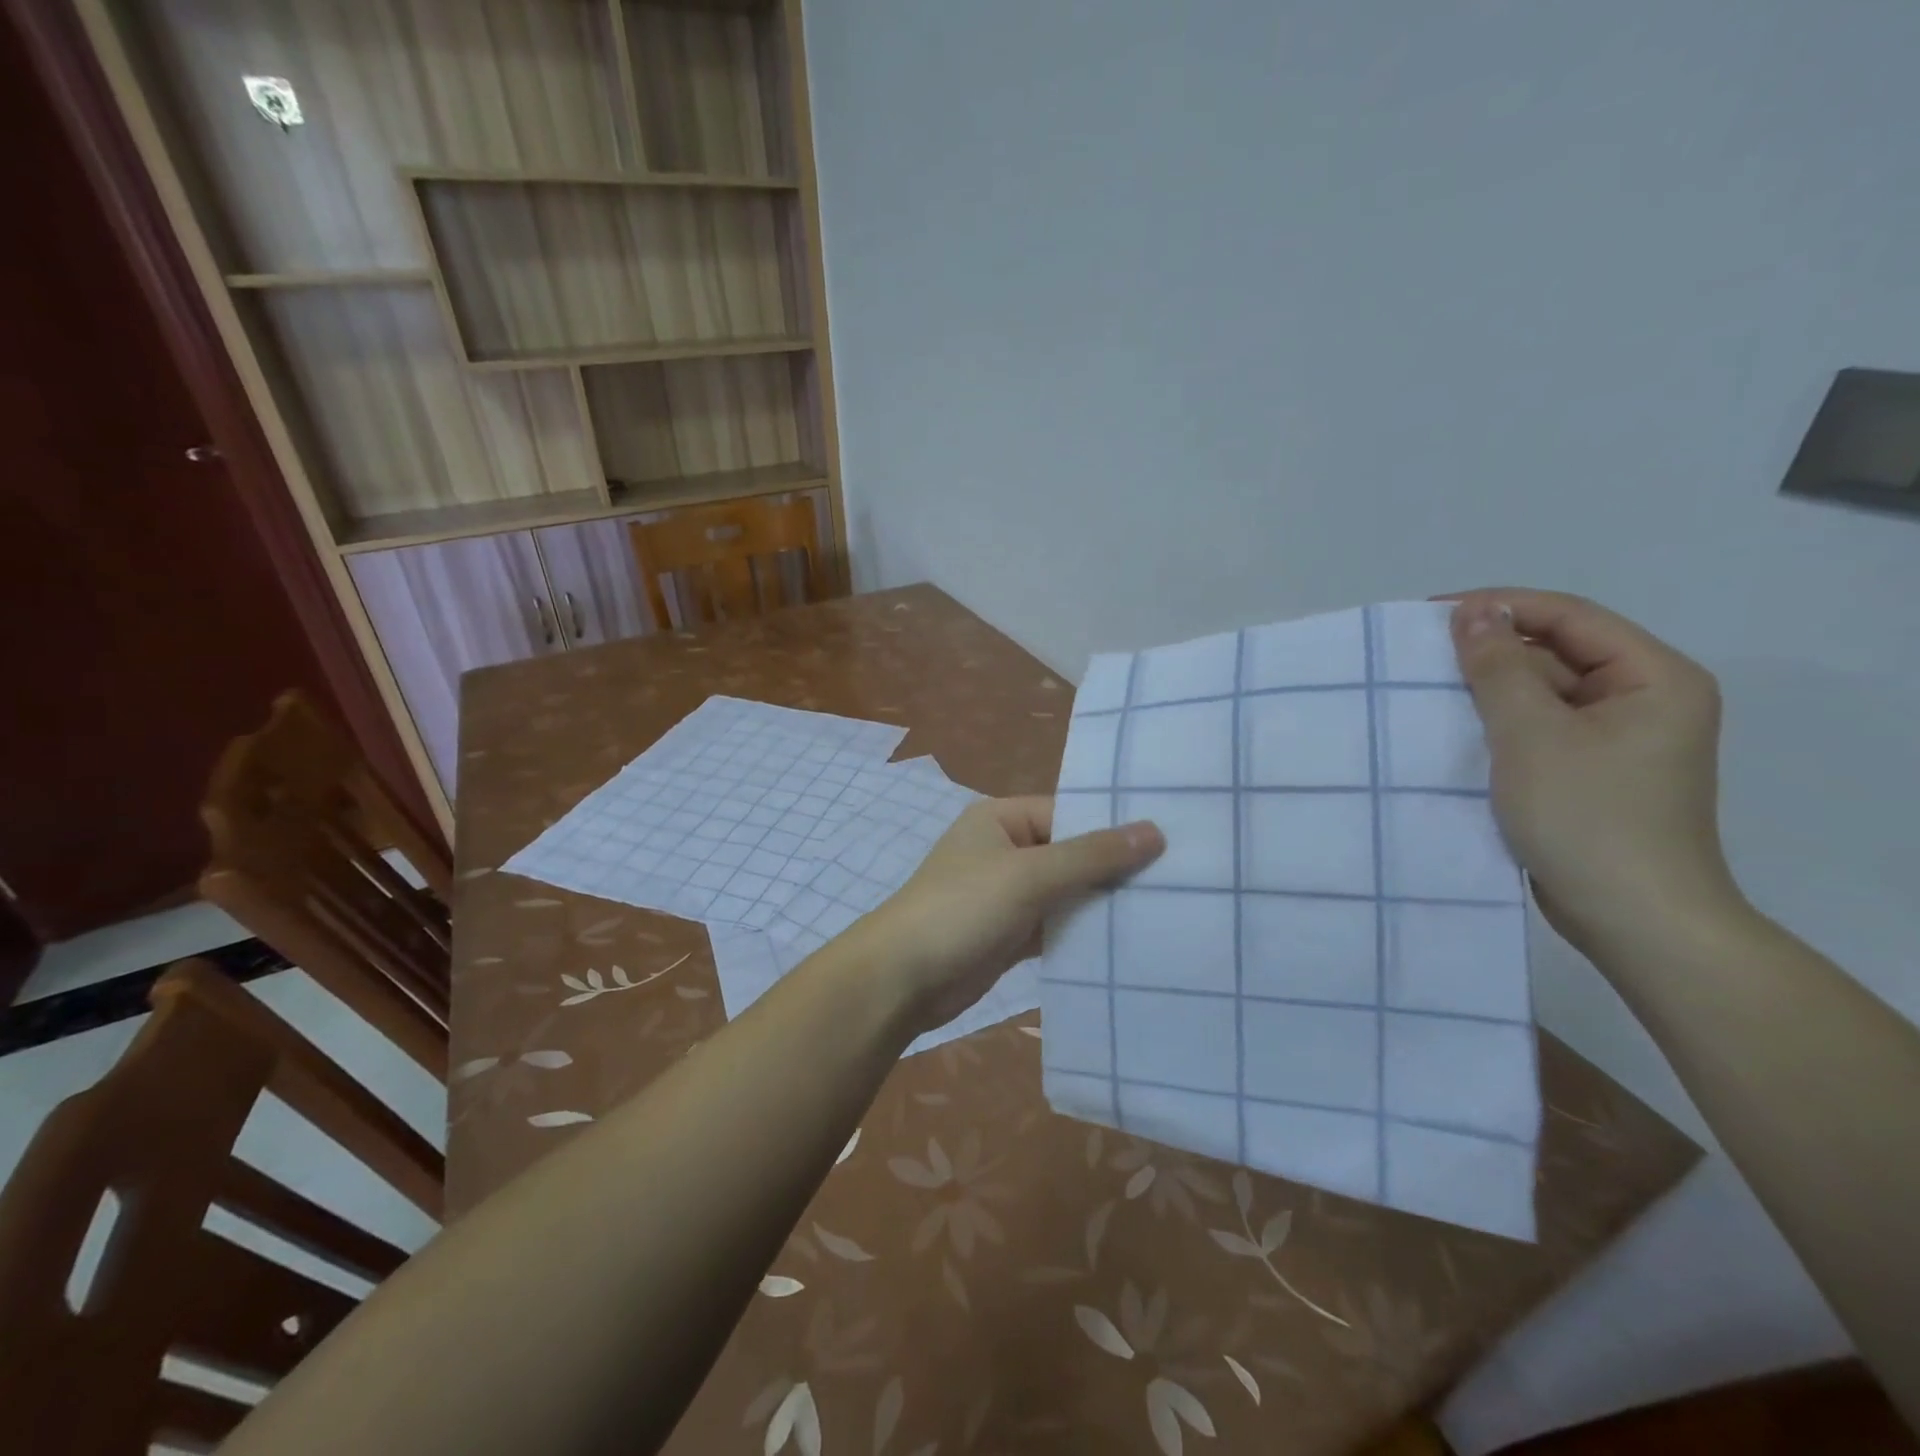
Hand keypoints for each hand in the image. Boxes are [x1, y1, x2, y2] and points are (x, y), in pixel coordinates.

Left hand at [850, 798, 1163, 1036]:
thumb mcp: (1029, 875)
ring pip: (1065, 892)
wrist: (902, 979)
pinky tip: (1126, 943)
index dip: (1113, 828)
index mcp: (1002, 819)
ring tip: (1166, 910)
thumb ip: (1092, 855)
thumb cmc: (962, 909)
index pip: (1069, 813)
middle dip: (1113, 869)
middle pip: (1070, 853)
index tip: (1169, 844)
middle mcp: (1005, 850)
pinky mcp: (1009, 934)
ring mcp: (1006, 895)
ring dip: (1101, 904)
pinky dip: (1082, 933)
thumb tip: (1154, 830)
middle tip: (1179, 880)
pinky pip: (1055, 925)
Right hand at [1449, 589, 1745, 953]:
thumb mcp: (1531, 734)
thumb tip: (1471, 612)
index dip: (1501, 607)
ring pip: (1543, 693)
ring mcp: (1617, 740)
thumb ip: (1498, 667)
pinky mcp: (1589, 773)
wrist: (1631, 918)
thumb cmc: (1587, 817)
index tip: (1430, 616)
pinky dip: (1497, 724)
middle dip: (1490, 651)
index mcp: (1653, 678)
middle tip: (1417, 656)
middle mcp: (1643, 700)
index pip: (1570, 617)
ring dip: (1488, 690)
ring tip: (1423, 690)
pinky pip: (1538, 729)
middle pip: (1557, 653)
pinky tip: (1451, 729)